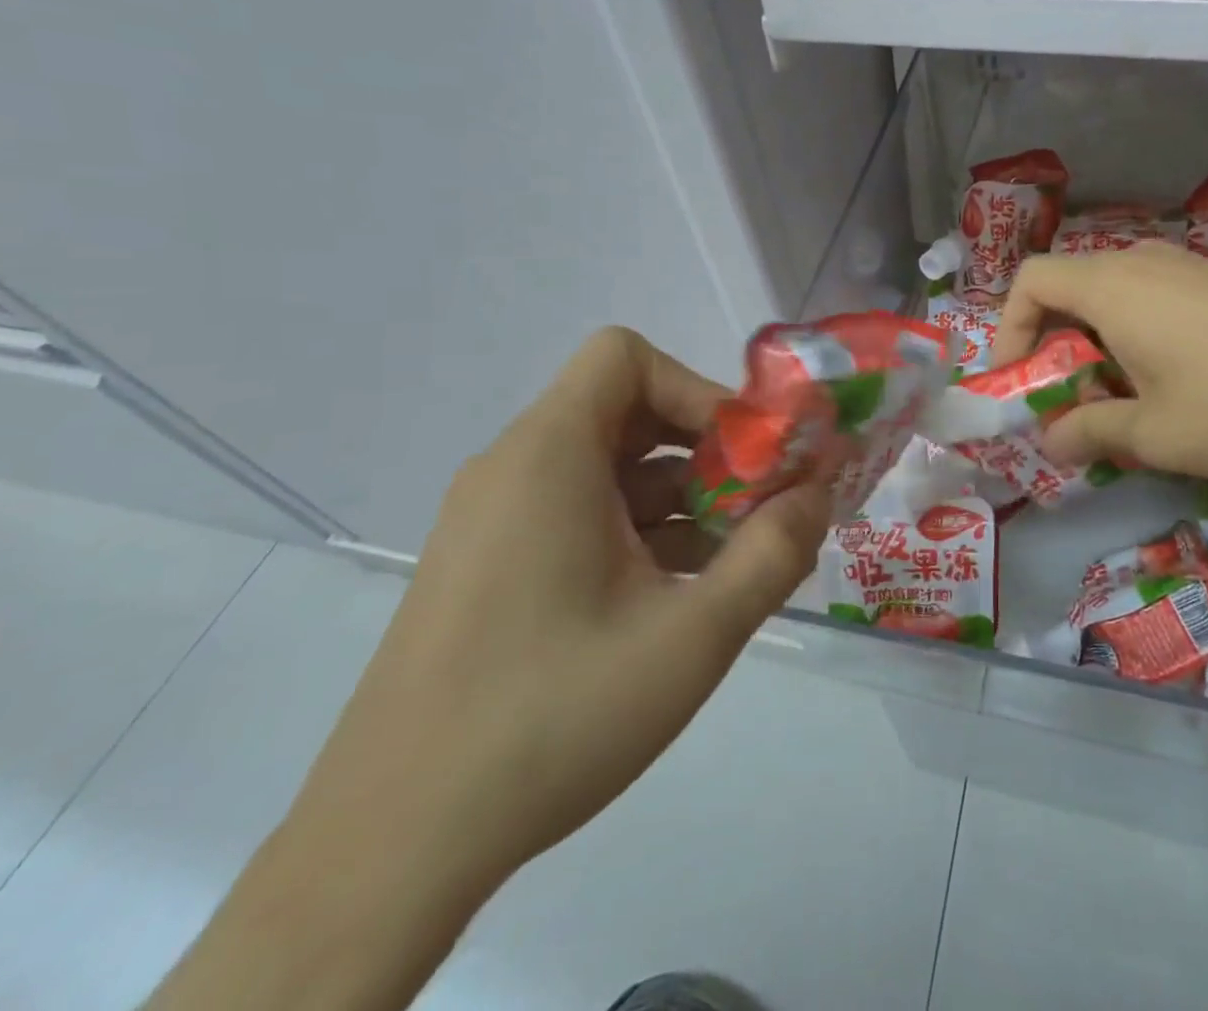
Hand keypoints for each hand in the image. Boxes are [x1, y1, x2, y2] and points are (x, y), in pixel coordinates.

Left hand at [293, 327, 831, 889]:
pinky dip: (639, 531)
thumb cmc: (550, 718)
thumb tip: (818, 495)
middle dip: (704, 449)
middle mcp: (513, 469)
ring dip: (680, 497)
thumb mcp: (692, 636)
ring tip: (732, 560)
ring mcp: (494, 520)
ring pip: (608, 469)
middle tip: (757, 505)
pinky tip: (677, 595)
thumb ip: (773, 553)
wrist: (389, 849)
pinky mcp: (490, 566)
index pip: (625, 358)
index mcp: (547, 456)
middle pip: (625, 411)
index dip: (697, 389)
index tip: (747, 454)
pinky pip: (579, 513)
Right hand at [995, 243, 1207, 480]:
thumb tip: (1052, 440)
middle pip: (1071, 287)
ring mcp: (1189, 266)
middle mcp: (1142, 262)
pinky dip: (1140, 333)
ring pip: (1116, 294)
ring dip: (1100, 341)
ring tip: (1124, 395)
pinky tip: (1179, 379)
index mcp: (1110, 288)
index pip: (1030, 281)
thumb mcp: (1154, 434)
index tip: (1019, 379)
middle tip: (1070, 398)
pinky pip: (1157, 297)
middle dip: (1055, 343)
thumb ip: (1091, 433)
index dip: (1009, 328)